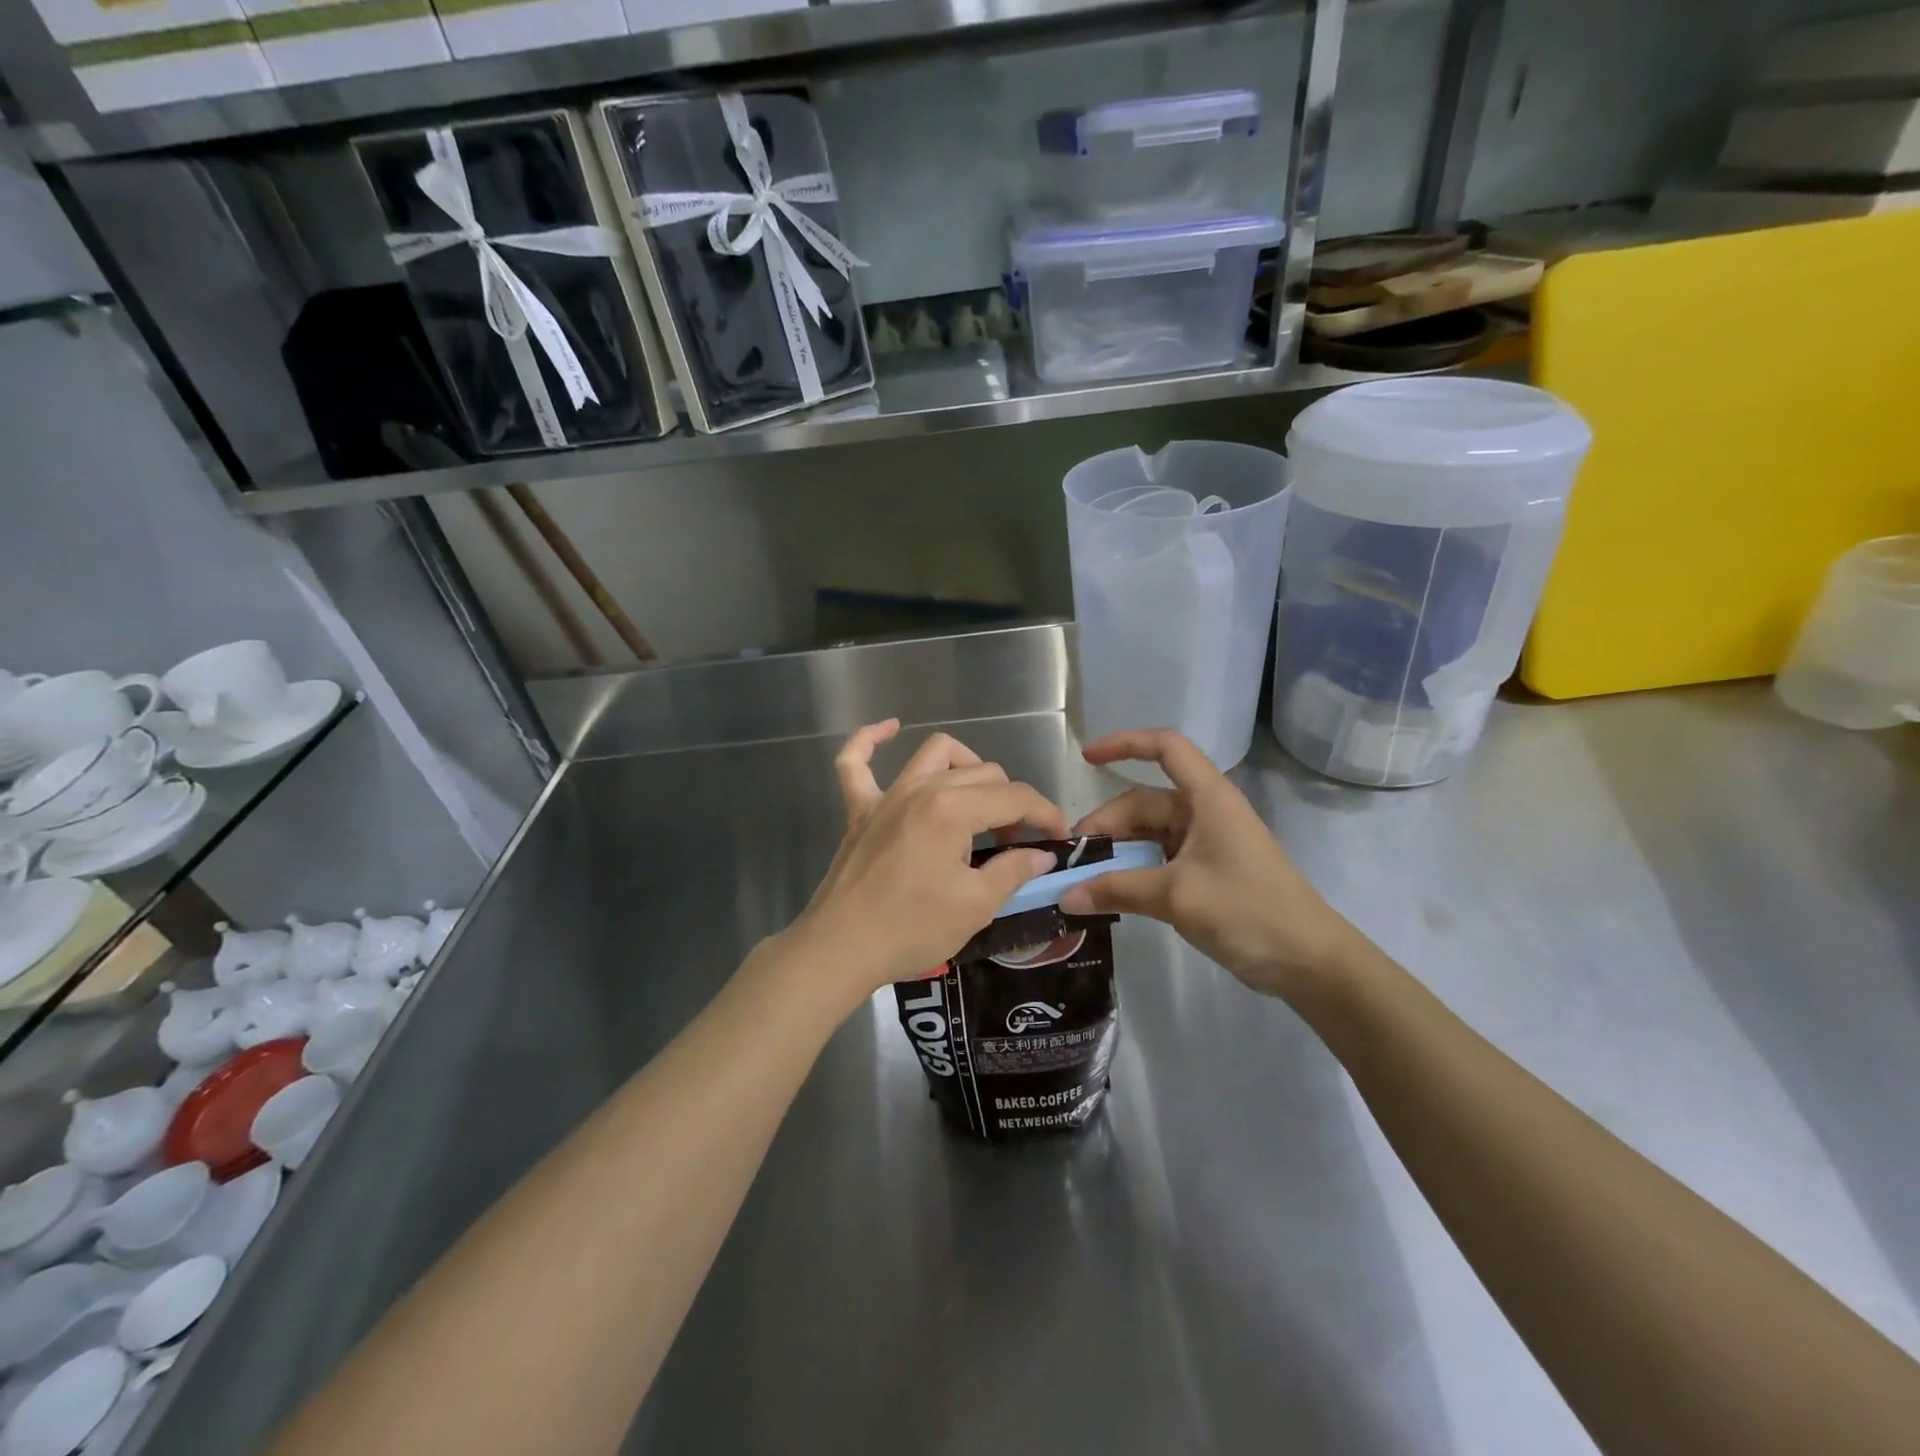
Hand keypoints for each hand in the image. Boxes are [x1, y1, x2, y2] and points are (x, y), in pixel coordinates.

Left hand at [785, 721, 1066, 1008]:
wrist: (840, 948)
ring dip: (967, 766)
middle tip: (1016, 843)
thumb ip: (1013, 871)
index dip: (1046, 814)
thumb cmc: (911, 929)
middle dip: (1011, 802)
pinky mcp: (859, 809)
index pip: (1015, 797)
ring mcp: (886, 795)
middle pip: (984, 773)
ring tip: (978, 801)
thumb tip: (1042, 855)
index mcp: (953, 809)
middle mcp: (922, 788)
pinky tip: (889, 728)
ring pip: (936, 753)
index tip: (1060, 838)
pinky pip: (856, 762)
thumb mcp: (975, 906)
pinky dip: (871, 740)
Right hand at [1058, 729, 1367, 1003]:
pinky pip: (1158, 859)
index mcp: (1207, 799)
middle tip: (1073, 859)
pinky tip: (1111, 892)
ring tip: (1085, 879)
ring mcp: (1205, 843)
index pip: (1166, 748)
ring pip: (1148, 834)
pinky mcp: (1205, 871)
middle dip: (1107, 825)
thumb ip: (1118, 890)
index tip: (1085, 758)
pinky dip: (1133, 870)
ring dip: (1117, 851)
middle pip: (1144, 802)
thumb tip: (1065, 896)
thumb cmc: (1248, 912)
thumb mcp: (1177, 897)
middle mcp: (1204, 812)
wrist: (1308, 961)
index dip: (1125, 743)